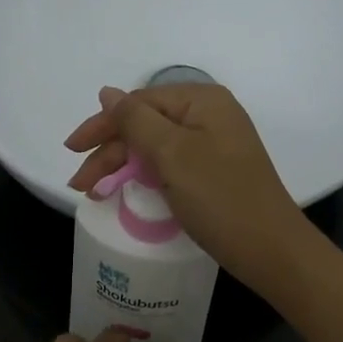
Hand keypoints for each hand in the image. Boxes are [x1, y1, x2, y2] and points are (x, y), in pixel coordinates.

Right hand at [65, 84, 308, 289]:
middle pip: (145, 124)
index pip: (138, 103)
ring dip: (122, 165)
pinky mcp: (214, 171)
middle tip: (80, 185)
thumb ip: (135, 120)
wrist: (270, 249)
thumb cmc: (220, 197)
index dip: (102, 125)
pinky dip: (145, 176)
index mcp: (202, 100)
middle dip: (109, 152)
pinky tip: (126, 190)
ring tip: (93, 193)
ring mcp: (213, 144)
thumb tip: (107, 92)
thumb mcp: (172, 154)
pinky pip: (170, 164)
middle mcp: (209, 115)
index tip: (71, 151)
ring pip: (154, 146)